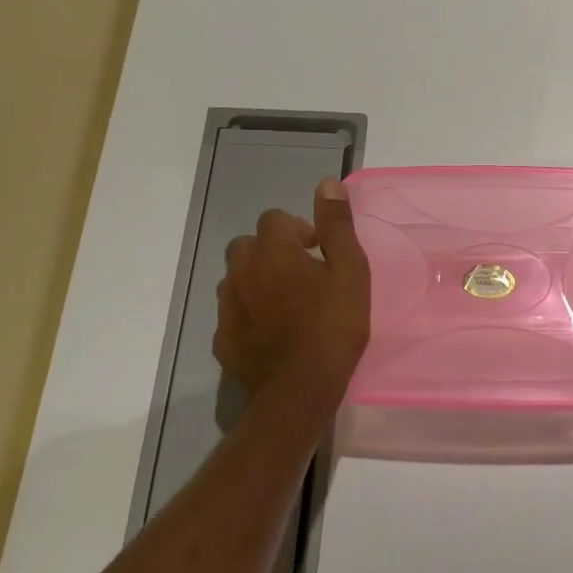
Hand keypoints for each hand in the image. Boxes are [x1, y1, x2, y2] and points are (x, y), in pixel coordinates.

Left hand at [214, 178, 369, 397]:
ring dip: (257, 281)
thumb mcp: (350, 270)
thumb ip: (337, 225)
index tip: (319, 251)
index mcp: (272, 250)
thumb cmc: (333, 325)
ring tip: (286, 304)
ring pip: (236, 279)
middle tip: (302, 275)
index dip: (299, 230)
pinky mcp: (222, 339)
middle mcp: (241, 271)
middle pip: (248, 245)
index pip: (275, 219)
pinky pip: (232, 314)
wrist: (300, 389)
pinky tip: (272, 333)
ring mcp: (226, 307)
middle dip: (272, 251)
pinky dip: (248, 314)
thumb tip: (326, 183)